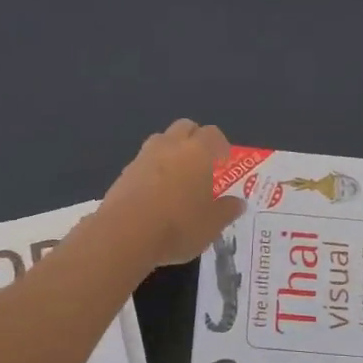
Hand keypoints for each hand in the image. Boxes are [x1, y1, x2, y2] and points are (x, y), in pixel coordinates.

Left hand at [97, 120, 246, 268]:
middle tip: (202, 163)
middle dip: (195, 139)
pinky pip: (144, 162)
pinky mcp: (124, 173)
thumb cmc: (178, 225)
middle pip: (185, 127)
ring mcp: (143, 157)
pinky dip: (153, 169)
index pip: (213, 134)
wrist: (124, 234)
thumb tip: (238, 202)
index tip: (224, 162)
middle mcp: (170, 146)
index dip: (221, 146)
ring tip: (178, 176)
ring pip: (161, 140)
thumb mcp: (212, 224)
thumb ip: (227, 210)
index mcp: (197, 152)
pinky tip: (155, 193)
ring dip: (171, 151)